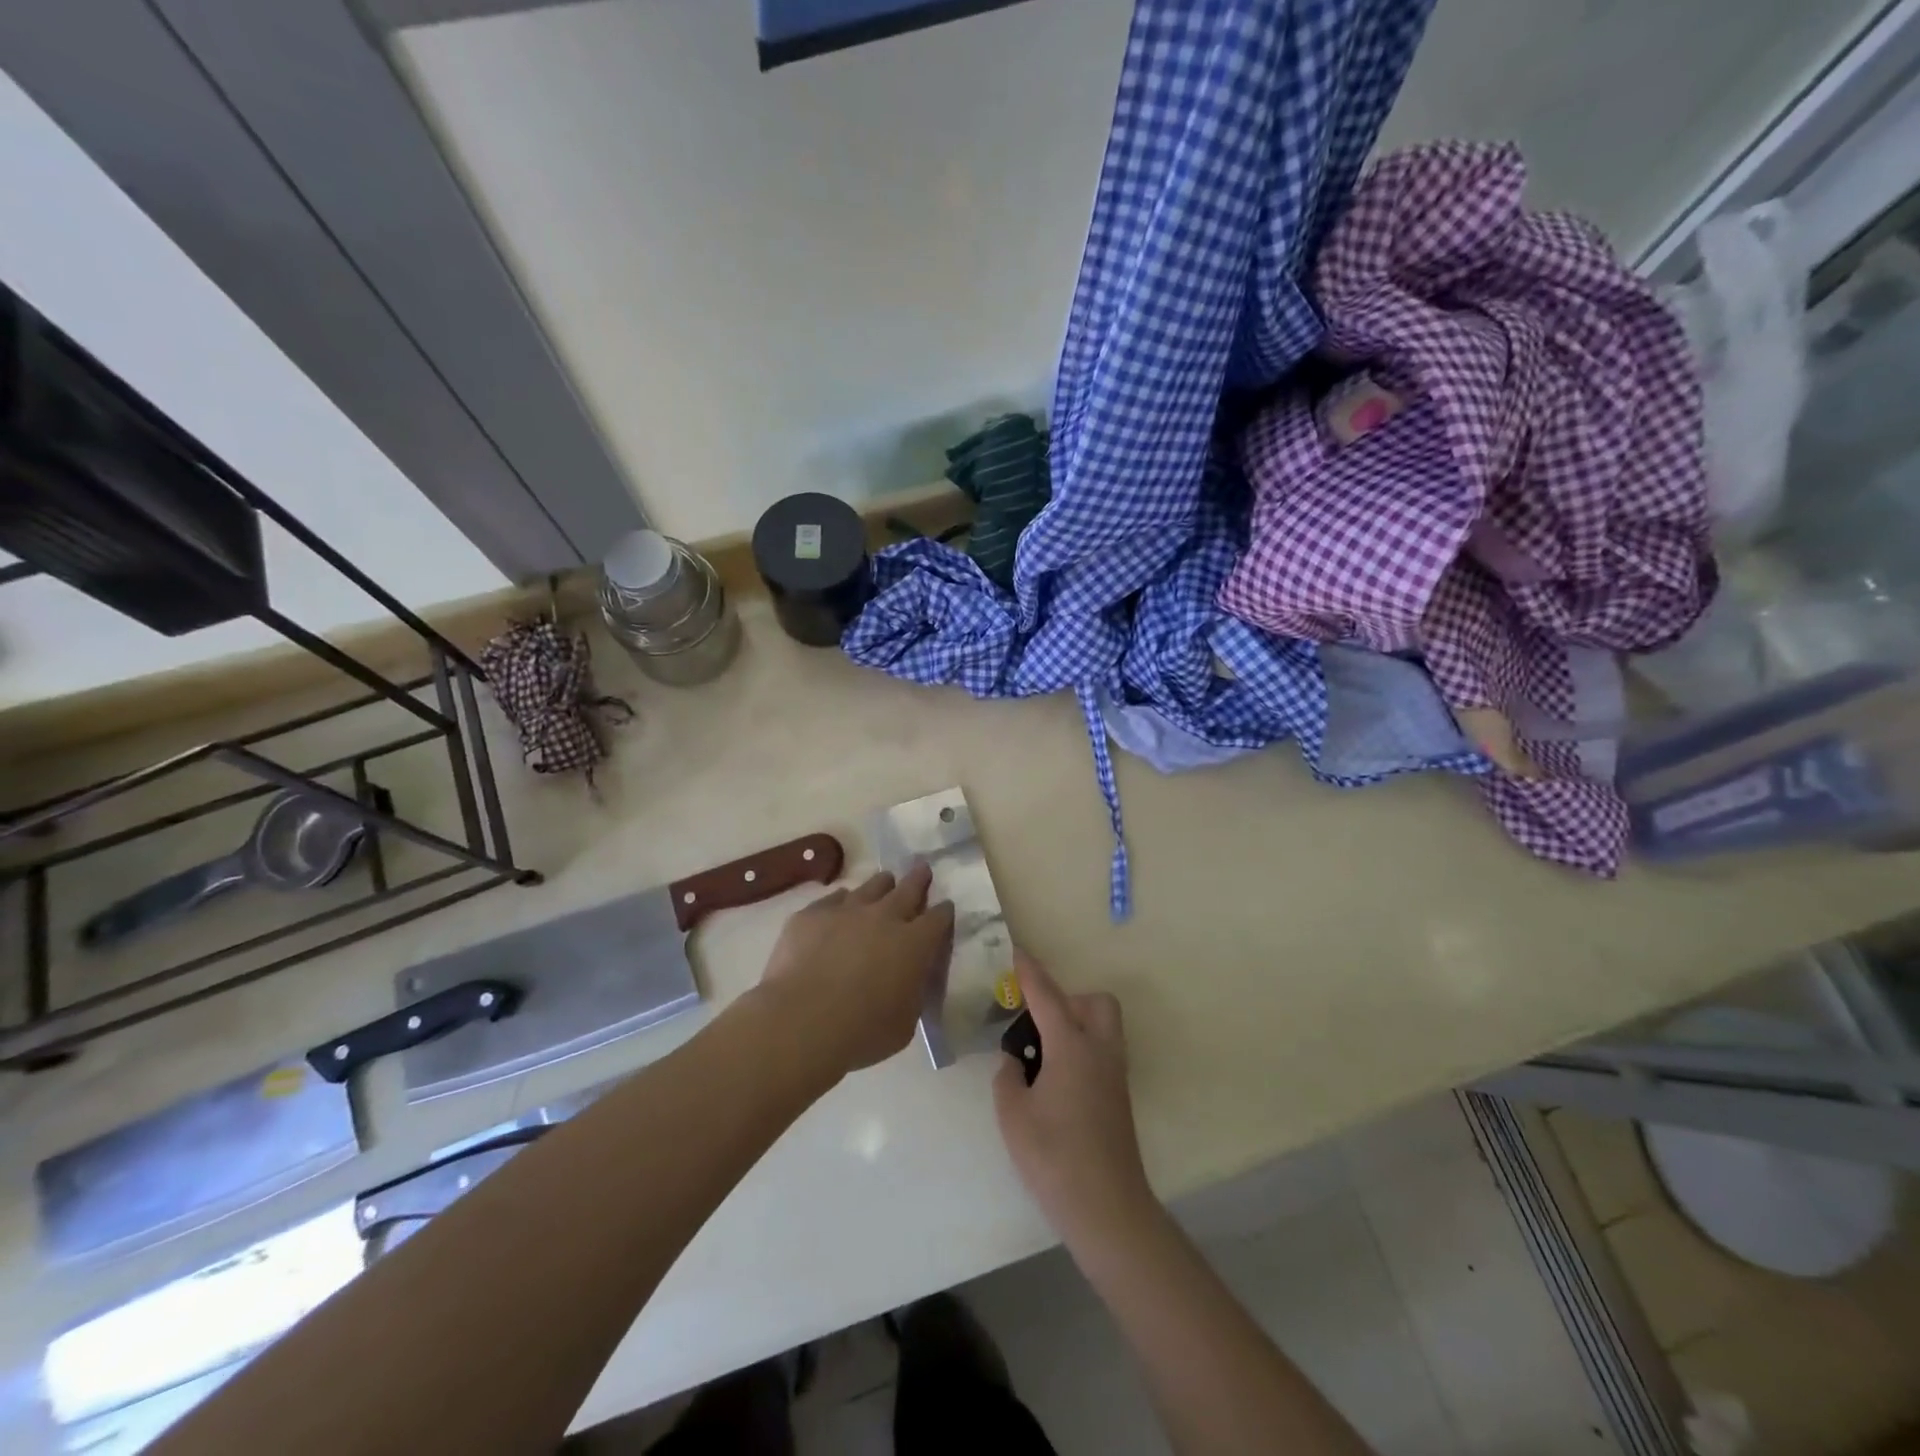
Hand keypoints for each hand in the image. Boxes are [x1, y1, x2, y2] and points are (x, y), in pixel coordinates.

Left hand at [757, 863, 953, 1076]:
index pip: (938, 918)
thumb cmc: (862, 1031)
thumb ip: (912, 993)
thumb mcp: (905, 1022)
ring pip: (871, 886)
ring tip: (884, 882)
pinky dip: (841, 902)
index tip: (945, 907)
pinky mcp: (812, 914)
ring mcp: (846, 910)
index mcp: (914, 944)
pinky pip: (833, 899)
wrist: (801, 1019)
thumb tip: (911, 980)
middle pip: (908, 888)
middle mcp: (884, 917)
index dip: (943, 912)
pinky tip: (839, 907)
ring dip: (881, 885)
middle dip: (918, 878)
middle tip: (922, 868)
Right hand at [993, 951, 1155, 1249]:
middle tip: (1036, 1024)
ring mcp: (1114, 1074)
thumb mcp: (1013, 1115)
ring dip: (1076, 1023)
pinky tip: (1056, 1080)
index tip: (1015, 950)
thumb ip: (1008, 1077)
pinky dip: (1081, 1048)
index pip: (1047, 995)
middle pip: (1094, 1002)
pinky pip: (1102, 1051)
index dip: (1029, 971)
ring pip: (1103, 1025)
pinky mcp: (1119, 1096)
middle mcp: (1099, 1050)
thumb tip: (1015, 1063)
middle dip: (1066, 999)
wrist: (1107, 1207)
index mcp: (1071, 1047)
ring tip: (1043, 1054)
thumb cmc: (1054, 1157)